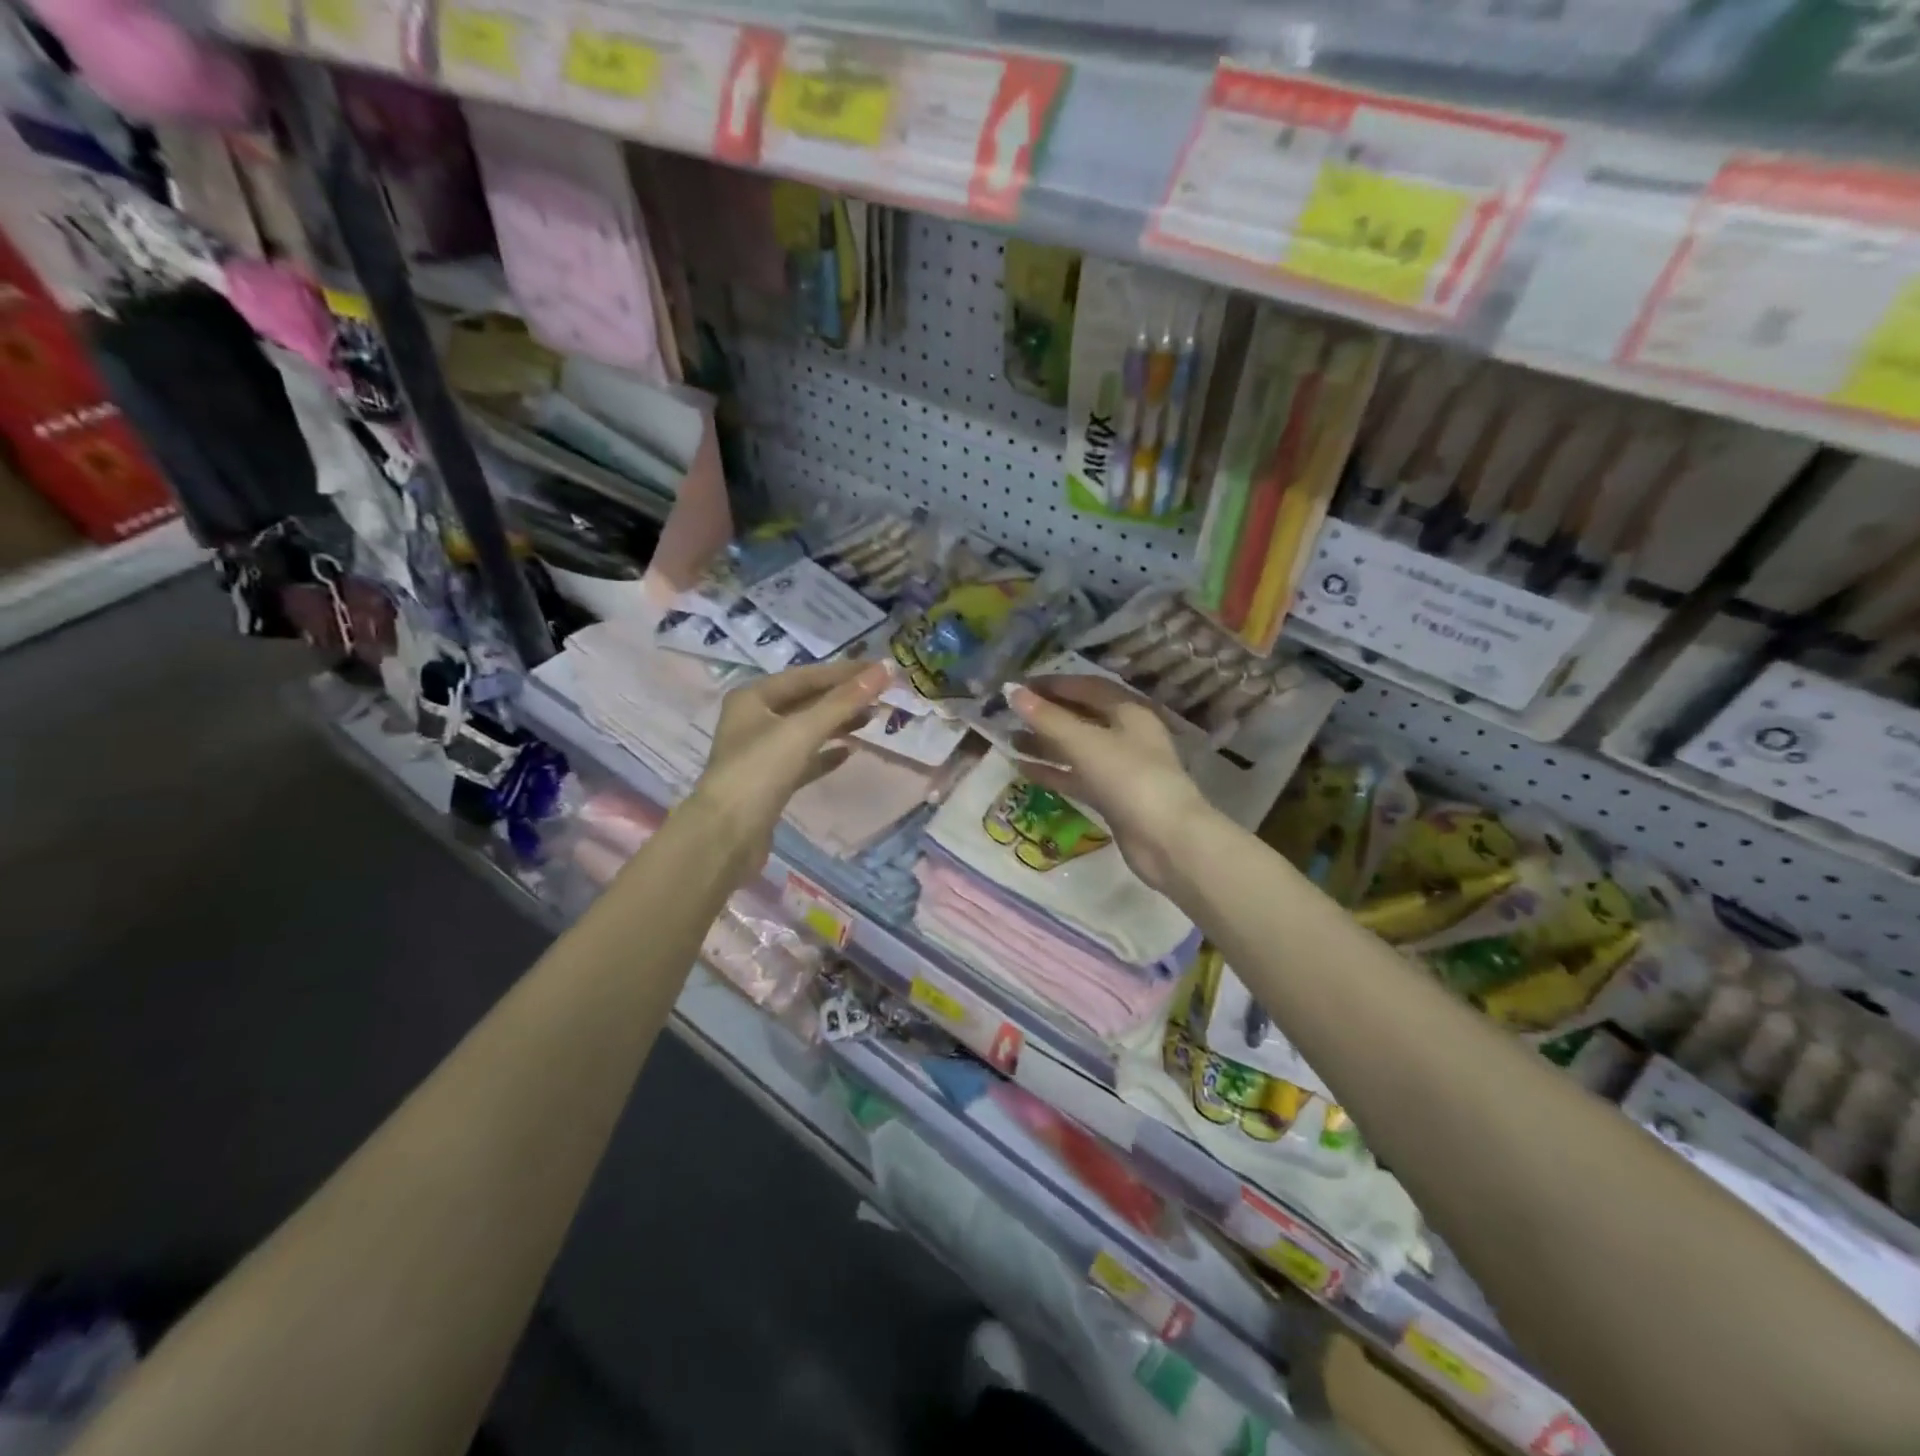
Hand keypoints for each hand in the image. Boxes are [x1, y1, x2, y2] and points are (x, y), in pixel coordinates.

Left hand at [690, 660, 891, 879]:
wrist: (726, 836)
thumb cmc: (760, 771)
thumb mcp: (803, 730)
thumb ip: (845, 701)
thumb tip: (886, 668)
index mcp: (753, 697)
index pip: (806, 676)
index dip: (844, 672)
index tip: (881, 670)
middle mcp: (754, 719)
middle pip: (806, 701)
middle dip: (843, 698)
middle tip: (882, 696)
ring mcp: (760, 752)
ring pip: (806, 730)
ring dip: (838, 724)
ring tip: (871, 720)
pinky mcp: (769, 782)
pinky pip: (803, 760)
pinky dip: (825, 754)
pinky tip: (849, 754)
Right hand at [1007, 676, 1209, 894]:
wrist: (1166, 839)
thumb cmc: (1128, 778)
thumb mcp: (1084, 742)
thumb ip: (1046, 717)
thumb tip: (1009, 690)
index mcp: (1129, 711)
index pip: (1087, 687)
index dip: (1053, 684)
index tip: (1018, 686)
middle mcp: (1126, 735)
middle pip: (1081, 717)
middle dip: (1046, 714)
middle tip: (1008, 714)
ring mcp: (1120, 768)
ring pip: (1076, 748)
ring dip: (1044, 743)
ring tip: (1008, 740)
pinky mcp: (1112, 797)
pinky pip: (1076, 777)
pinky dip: (1052, 771)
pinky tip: (1021, 769)